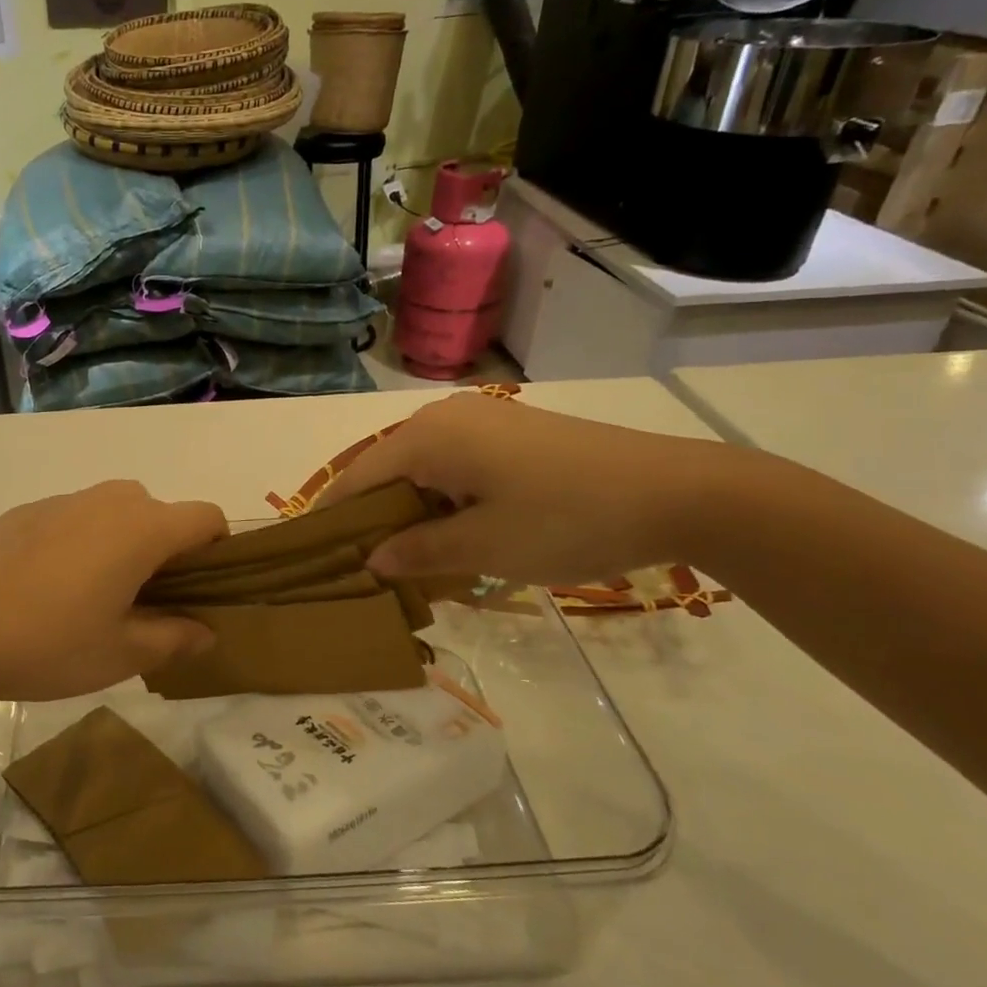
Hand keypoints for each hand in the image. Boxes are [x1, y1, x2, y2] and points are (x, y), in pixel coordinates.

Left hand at [0, 481, 227, 709]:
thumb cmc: (48, 642)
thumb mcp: (121, 654)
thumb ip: (174, 638)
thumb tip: (206, 631)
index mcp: (144, 528)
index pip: (207, 518)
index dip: (218, 551)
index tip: (203, 591)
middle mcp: (110, 500)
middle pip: (162, 513)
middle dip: (168, 551)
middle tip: (148, 603)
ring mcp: (65, 499)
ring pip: (117, 513)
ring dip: (124, 544)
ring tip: (96, 596)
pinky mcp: (27, 510)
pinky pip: (75, 518)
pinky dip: (83, 542)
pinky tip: (48, 588)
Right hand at [319, 393, 722, 585]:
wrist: (677, 492)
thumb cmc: (567, 519)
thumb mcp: (485, 547)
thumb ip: (418, 552)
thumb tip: (371, 560)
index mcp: (428, 437)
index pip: (357, 478)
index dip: (332, 518)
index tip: (310, 556)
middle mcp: (444, 418)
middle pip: (385, 471)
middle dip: (371, 519)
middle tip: (360, 568)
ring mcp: (481, 421)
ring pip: (420, 470)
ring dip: (408, 512)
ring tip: (402, 559)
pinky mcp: (509, 433)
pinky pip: (453, 466)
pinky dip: (440, 500)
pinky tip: (449, 534)